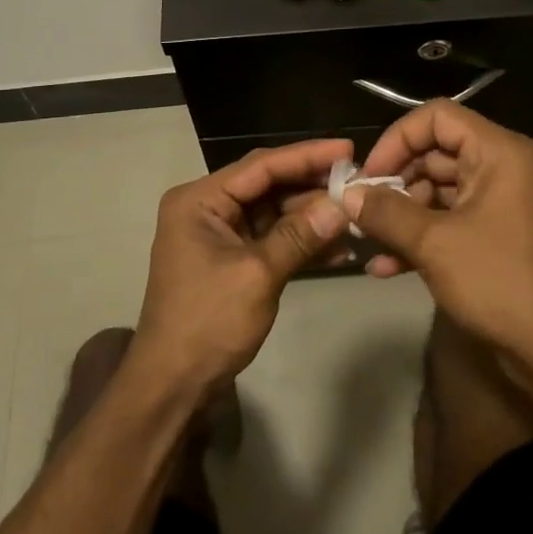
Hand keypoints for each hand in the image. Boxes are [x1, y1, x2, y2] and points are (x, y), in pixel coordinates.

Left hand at [132, 139, 351, 396]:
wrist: (174, 385)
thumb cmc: (208, 323)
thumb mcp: (257, 275)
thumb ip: (300, 236)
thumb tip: (343, 205)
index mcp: (200, 200)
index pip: (260, 166)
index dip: (306, 155)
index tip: (348, 148)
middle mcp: (207, 209)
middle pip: (268, 186)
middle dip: (312, 186)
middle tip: (359, 181)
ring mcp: (220, 235)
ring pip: (274, 213)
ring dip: (312, 217)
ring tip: (357, 215)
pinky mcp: (233, 260)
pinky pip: (272, 240)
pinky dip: (301, 243)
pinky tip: (340, 249)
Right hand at [342, 102, 532, 363]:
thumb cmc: (497, 281)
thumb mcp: (433, 243)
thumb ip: (386, 212)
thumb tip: (346, 194)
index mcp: (497, 152)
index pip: (437, 118)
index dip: (397, 140)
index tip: (369, 175)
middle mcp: (500, 167)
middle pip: (434, 154)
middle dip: (394, 183)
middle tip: (359, 210)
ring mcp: (498, 202)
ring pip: (437, 191)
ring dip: (400, 215)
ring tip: (366, 240)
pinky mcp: (494, 235)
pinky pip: (449, 221)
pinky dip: (419, 237)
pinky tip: (384, 266)